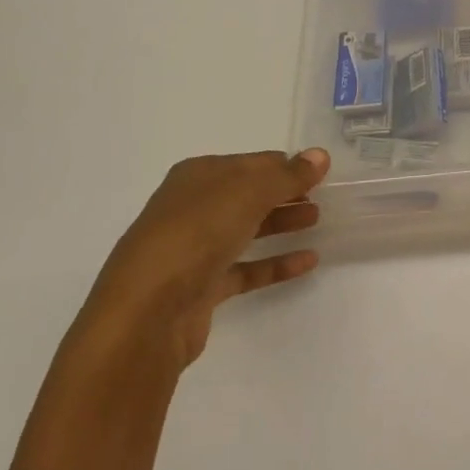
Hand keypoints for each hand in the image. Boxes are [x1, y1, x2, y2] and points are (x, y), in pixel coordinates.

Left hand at [76, 149, 328, 370]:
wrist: (146, 313)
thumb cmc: (196, 234)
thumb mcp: (249, 192)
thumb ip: (288, 175)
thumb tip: (320, 155)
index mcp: (198, 176)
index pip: (251, 162)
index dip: (286, 165)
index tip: (320, 172)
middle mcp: (193, 208)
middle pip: (248, 194)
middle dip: (285, 193)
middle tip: (323, 196)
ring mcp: (195, 249)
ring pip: (247, 229)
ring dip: (281, 223)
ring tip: (318, 220)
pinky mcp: (201, 288)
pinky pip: (246, 268)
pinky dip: (275, 263)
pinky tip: (308, 261)